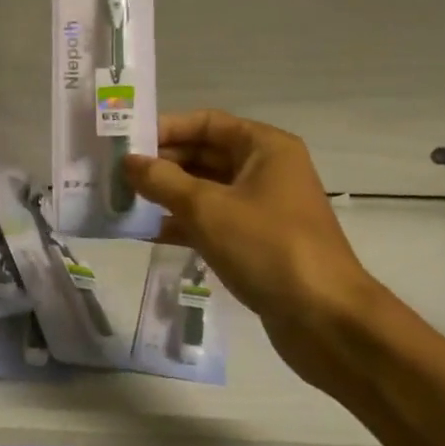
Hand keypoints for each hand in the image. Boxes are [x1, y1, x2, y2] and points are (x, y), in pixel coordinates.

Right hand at [123, 111, 372, 328]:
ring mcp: (263, 209)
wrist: (328, 322)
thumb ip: (162, 181)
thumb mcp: (207, 208)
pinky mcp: (257, 244)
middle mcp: (266, 170)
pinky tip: (146, 233)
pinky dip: (183, 224)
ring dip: (168, 195)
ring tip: (123, 202)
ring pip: (206, 191)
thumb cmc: (268, 247)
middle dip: (162, 164)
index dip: (166, 129)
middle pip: (204, 155)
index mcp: (265, 147)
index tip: (126, 142)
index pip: (206, 123)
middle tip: (117, 175)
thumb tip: (128, 162)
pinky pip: (213, 222)